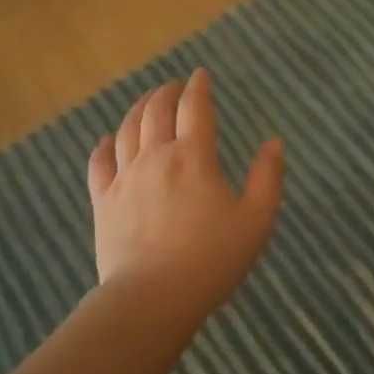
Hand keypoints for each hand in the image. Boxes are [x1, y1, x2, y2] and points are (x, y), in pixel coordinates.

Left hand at [87, 71, 284, 324]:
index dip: (198, 87)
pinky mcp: (103, 201)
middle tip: (174, 86)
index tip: (200, 76)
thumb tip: (274, 143)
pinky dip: (103, 146)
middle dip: (166, 93)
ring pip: (126, 130)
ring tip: (146, 102)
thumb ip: (268, 178)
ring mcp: (124, 177)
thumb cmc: (211, 260)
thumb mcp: (255, 221)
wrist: (153, 297)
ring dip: (137, 109)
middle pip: (156, 111)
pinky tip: (106, 140)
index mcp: (193, 157)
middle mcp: (155, 157)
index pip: (195, 108)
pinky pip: (99, 163)